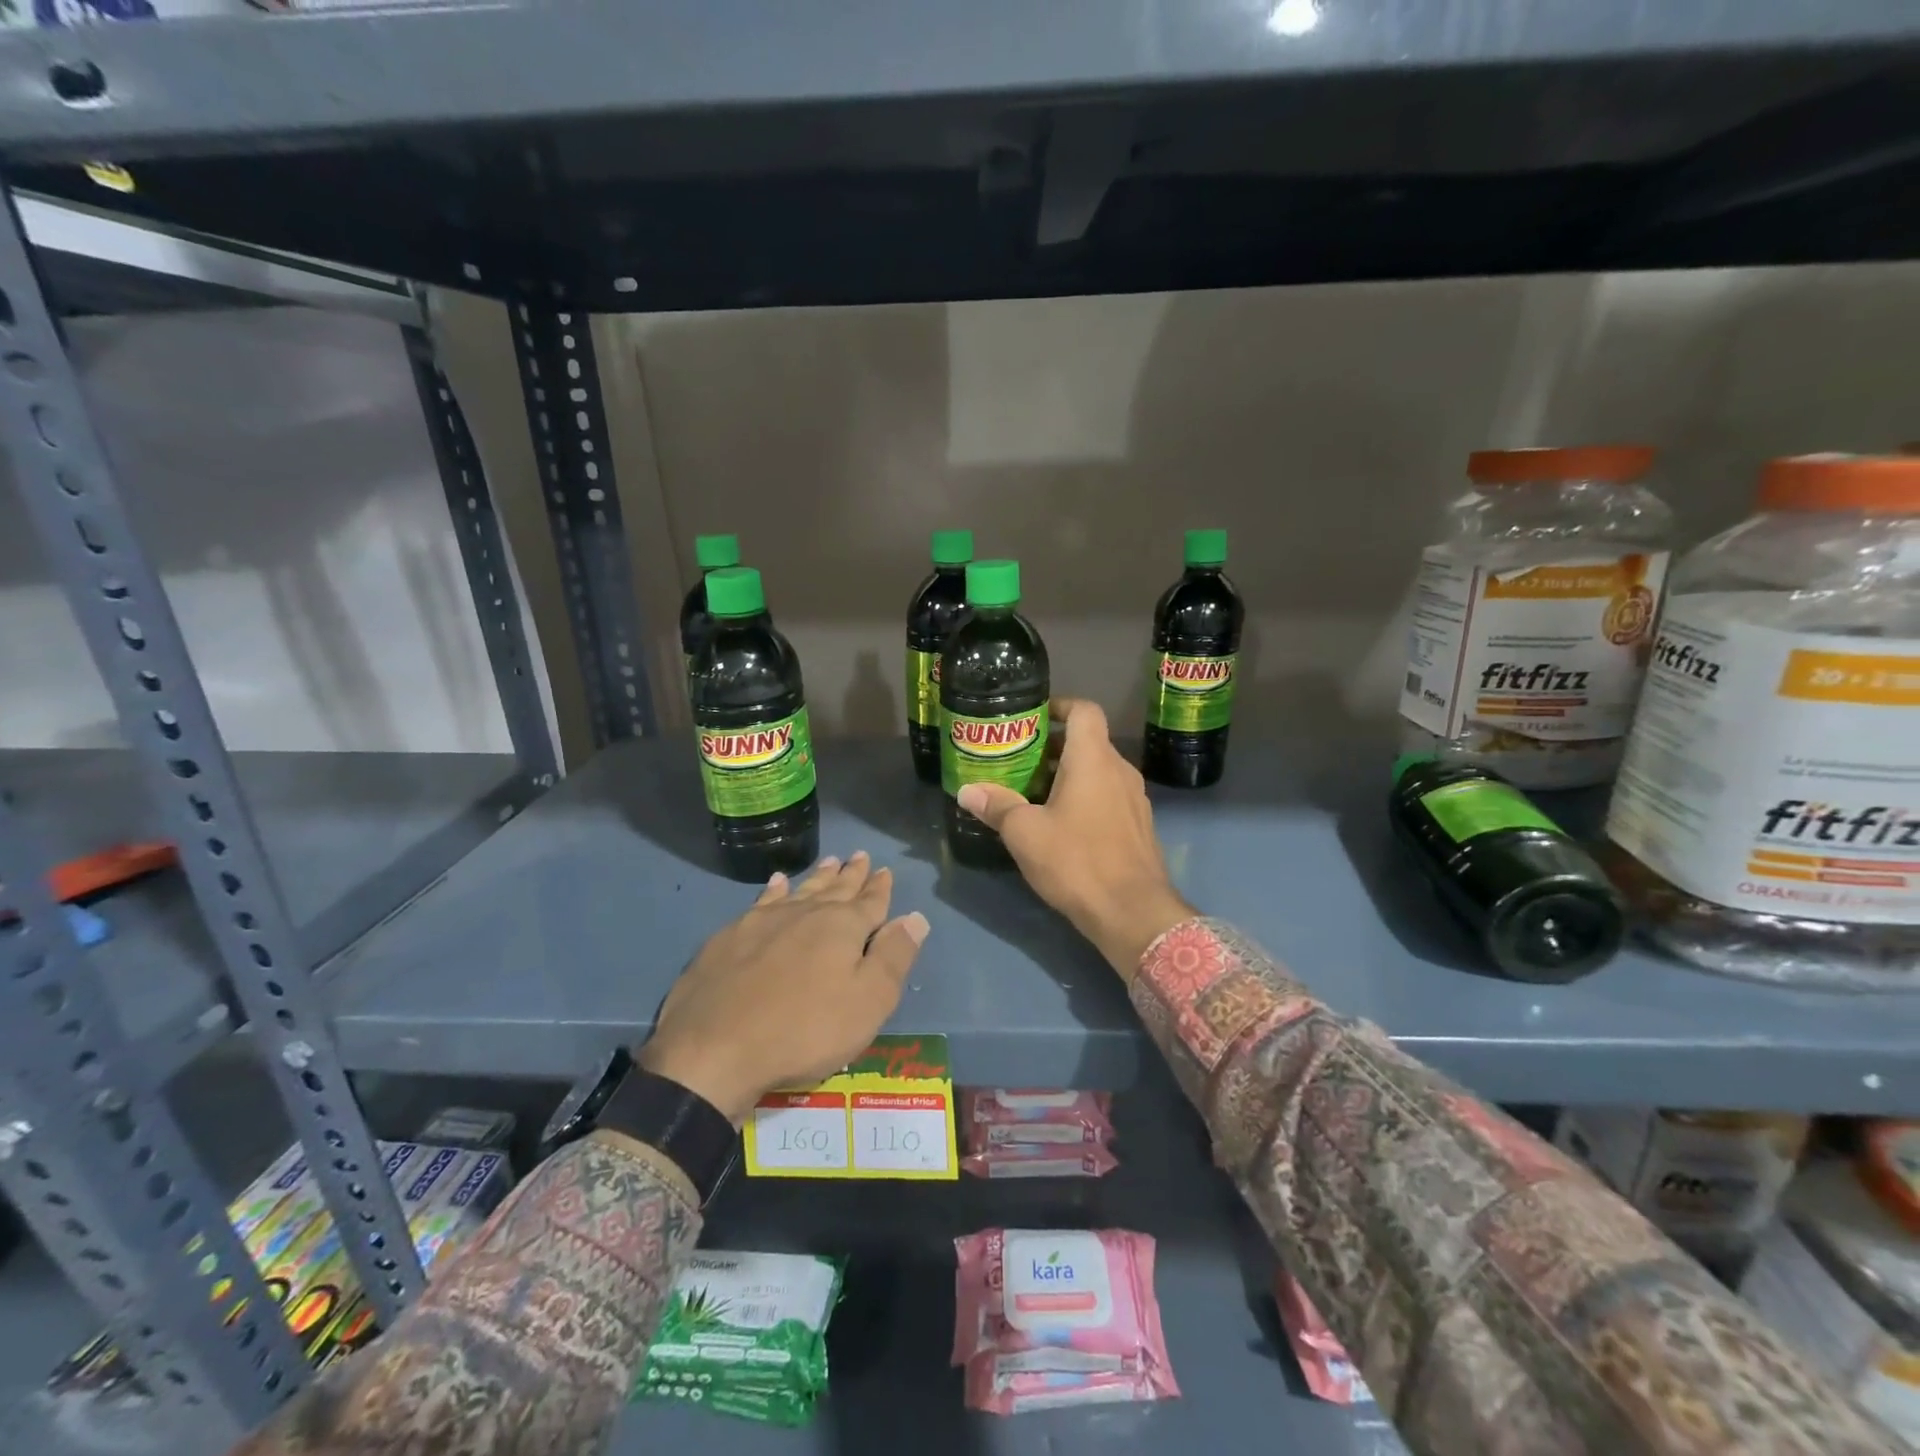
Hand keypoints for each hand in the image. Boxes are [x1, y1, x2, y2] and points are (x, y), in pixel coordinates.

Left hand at [638, 853, 929, 1122]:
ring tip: (828, 861)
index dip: (880, 888)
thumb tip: (915, 917)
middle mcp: (806, 913)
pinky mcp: (730, 936)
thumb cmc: (804, 1030)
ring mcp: (764, 921)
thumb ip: (893, 957)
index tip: (884, 870)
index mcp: (843, 927)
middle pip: (835, 889)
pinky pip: (762, 901)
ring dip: (817, 877)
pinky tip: (776, 883)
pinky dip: (775, 890)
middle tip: (859, 856)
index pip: (870, 902)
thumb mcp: (868, 1002)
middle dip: (851, 874)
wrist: (714, 1048)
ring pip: (800, 890)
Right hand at [956, 699, 1191, 979]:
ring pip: (1097, 773)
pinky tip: (1060, 826)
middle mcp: (1119, 771)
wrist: (1133, 913)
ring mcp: (1134, 800)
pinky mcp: (1138, 827)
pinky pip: (1107, 798)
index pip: (1084, 710)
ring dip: (1067, 776)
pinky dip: (1084, 799)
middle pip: (1087, 743)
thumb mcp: (1025, 833)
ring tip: (1032, 795)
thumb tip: (966, 791)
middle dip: (1052, 748)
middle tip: (1018, 762)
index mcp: (1093, 759)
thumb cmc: (1076, 861)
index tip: (1034, 718)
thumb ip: (997, 807)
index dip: (1060, 706)